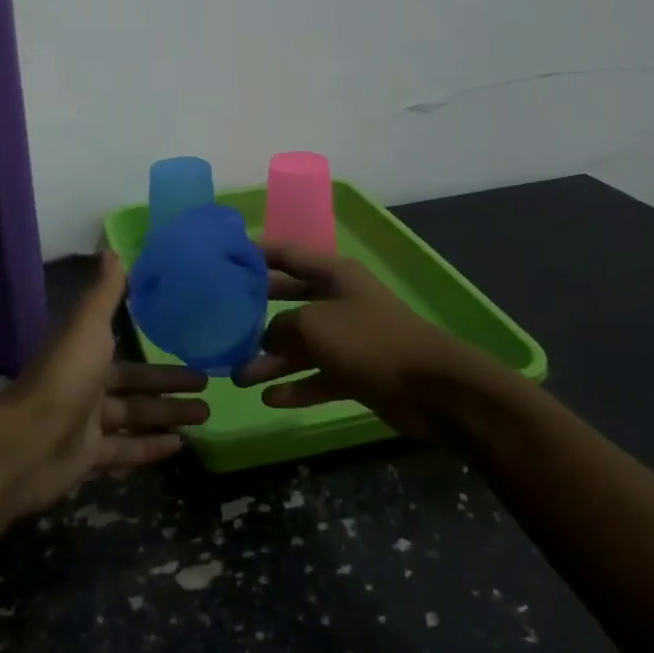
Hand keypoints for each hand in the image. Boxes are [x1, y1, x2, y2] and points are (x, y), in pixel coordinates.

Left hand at [0, 251, 210, 515]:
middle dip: (171, 386)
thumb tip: (113, 249)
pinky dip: (150, 448)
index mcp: (85, 354)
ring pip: (135, 417)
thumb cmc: (65, 377)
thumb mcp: (89, 326)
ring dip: (168, 416)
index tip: (190, 346)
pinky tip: (179, 446)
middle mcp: (86, 386)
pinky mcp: (88, 457)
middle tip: (209, 385)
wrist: (27, 443)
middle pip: (136, 387)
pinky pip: (125, 450)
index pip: (128, 353)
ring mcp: (86, 424)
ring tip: (206, 416)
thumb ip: (105, 293)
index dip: (157, 352)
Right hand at [234, 243, 476, 441]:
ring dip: (271, 360)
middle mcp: (339, 301)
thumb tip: (266, 338)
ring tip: (238, 377)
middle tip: (222, 322)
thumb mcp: (313, 325)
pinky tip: (269, 399)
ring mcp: (348, 338)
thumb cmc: (368, 340)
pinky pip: (318, 376)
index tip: (224, 257)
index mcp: (333, 275)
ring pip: (301, 345)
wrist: (431, 387)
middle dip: (257, 313)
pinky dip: (296, 386)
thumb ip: (281, 327)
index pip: (287, 255)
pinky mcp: (356, 372)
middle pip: (289, 301)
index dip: (257, 253)